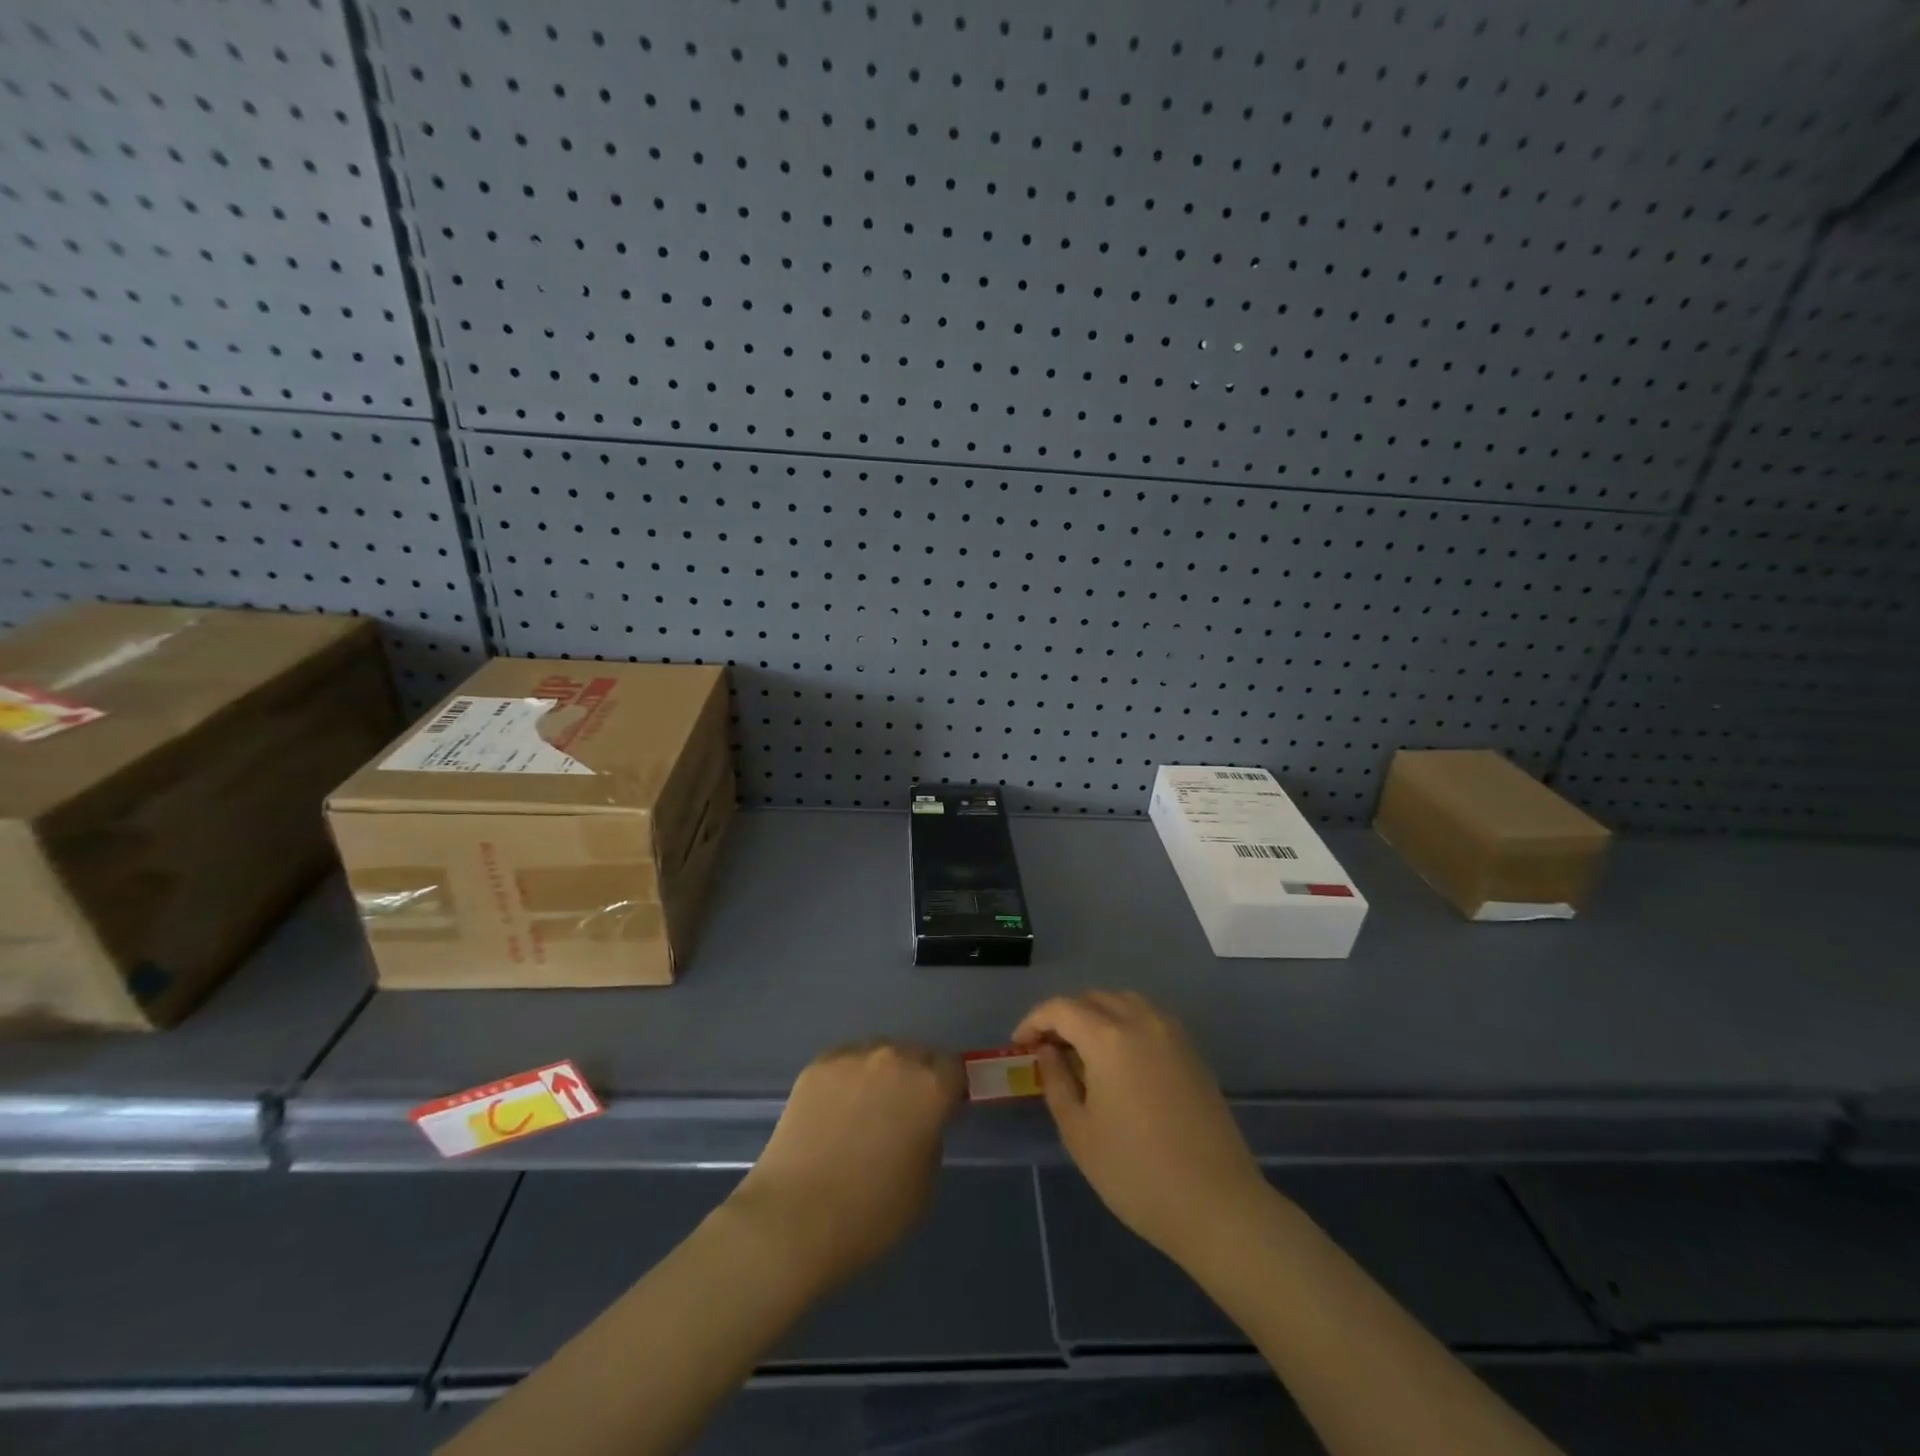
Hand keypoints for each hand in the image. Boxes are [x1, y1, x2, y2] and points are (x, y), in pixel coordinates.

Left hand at [729, 1041, 963, 1289]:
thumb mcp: (925, 1184)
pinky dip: (847, 1080)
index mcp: (930, 1087)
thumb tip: (919, 1122)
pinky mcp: (817, 1065)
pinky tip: (834, 1111)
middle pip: (916, 1055)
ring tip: (863, 1110)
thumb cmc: (871, 1213)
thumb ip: (930, 1138)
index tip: (940, 1112)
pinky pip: (845, 1063)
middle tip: (901, 1114)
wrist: (795, 1218)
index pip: (953, 1069)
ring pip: (879, 1055)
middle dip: (915, 1078)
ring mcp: (853, 1057)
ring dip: (881, 1074)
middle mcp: (895, 1059)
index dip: (949, 1091)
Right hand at [1014, 991, 1269, 1266]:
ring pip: (1123, 1002)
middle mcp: (1141, 1020)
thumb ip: (1056, 1081)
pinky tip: (1117, 1059)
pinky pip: (1148, 1017)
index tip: (1018, 1045)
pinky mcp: (1191, 1050)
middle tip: (1046, 1049)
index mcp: (1108, 1037)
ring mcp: (1171, 1033)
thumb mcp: (1079, 1131)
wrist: (1217, 1204)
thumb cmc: (1136, 1173)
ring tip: (1081, 1050)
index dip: (1034, 1021)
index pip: (1060, 1009)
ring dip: (1096, 1015)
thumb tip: (1047, 1051)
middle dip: (1064, 1016)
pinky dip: (1124, 1023)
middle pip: (1092, 999)